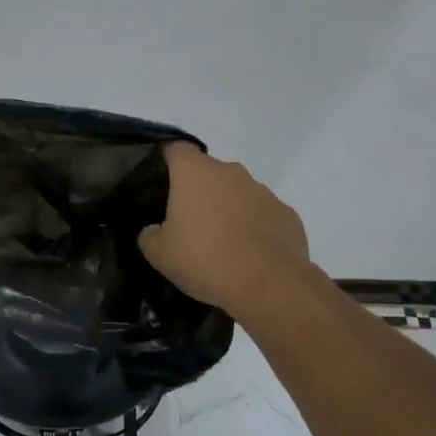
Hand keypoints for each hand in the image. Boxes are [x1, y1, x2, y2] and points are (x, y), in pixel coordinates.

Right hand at [139, 143, 310, 317]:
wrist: (269, 286)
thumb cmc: (205, 260)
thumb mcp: (159, 254)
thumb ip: (149, 235)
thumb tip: (154, 230)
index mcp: (195, 173)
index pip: (176, 149)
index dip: (167, 161)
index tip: (161, 182)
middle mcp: (230, 172)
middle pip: (208, 171)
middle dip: (198, 191)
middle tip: (188, 222)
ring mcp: (262, 191)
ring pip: (237, 192)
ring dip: (228, 208)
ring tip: (221, 243)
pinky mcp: (286, 213)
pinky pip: (262, 214)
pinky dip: (254, 227)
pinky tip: (249, 254)